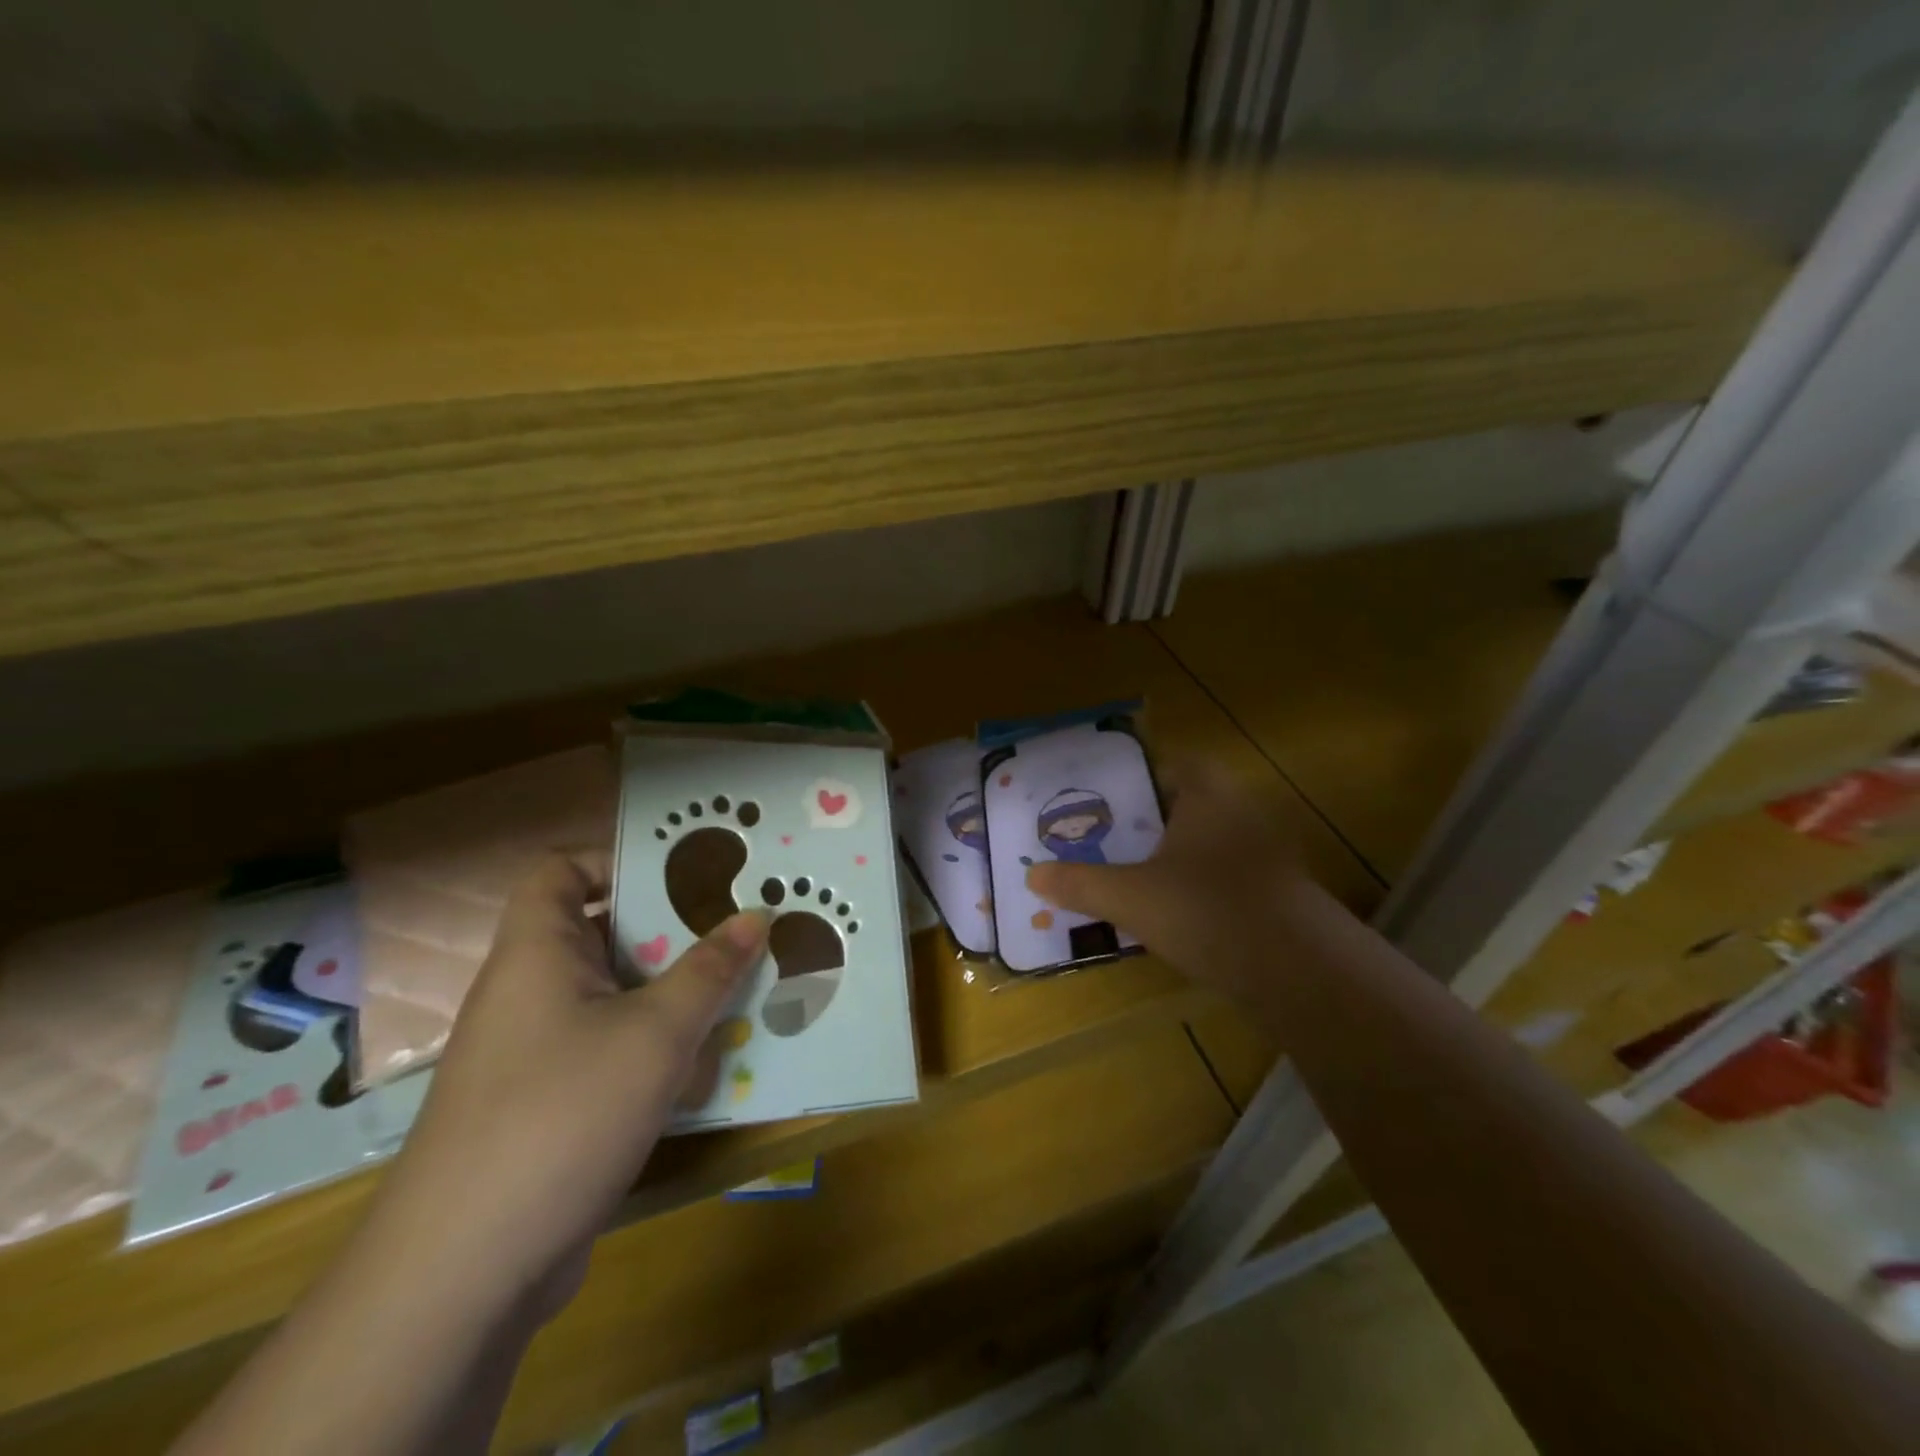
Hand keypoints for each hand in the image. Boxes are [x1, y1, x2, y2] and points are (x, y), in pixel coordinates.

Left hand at [373, 851, 768, 1319]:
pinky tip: (706, 1067)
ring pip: (615, 997)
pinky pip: (610, 1050)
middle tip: (738, 928)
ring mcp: (536, 1052)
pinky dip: (656, 1048)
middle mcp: (530, 991)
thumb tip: (756, 915)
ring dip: (674, 995)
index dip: (616, 859)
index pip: (561, 871)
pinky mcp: (548, 1104)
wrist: (464, 1272)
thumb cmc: (561, 1115)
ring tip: (740, 990)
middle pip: (603, 934)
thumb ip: (710, 971)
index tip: (686, 873)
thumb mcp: (656, 1033)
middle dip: (673, 932)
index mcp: (538, 952)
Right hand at [1026, 756, 1310, 1002]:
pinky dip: (1196, 883)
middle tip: (1103, 836)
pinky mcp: (1276, 890)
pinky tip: (1171, 910)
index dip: (1134, 774)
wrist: (1299, 971)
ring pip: (1205, 840)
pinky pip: (1224, 872)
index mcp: (1207, 794)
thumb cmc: (1207, 910)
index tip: (1100, 795)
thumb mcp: (1130, 897)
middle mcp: (1240, 811)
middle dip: (1146, 819)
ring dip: (1171, 854)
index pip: (1169, 763)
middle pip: (1184, 802)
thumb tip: (1031, 876)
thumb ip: (1080, 884)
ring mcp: (1265, 851)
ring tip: (1127, 872)